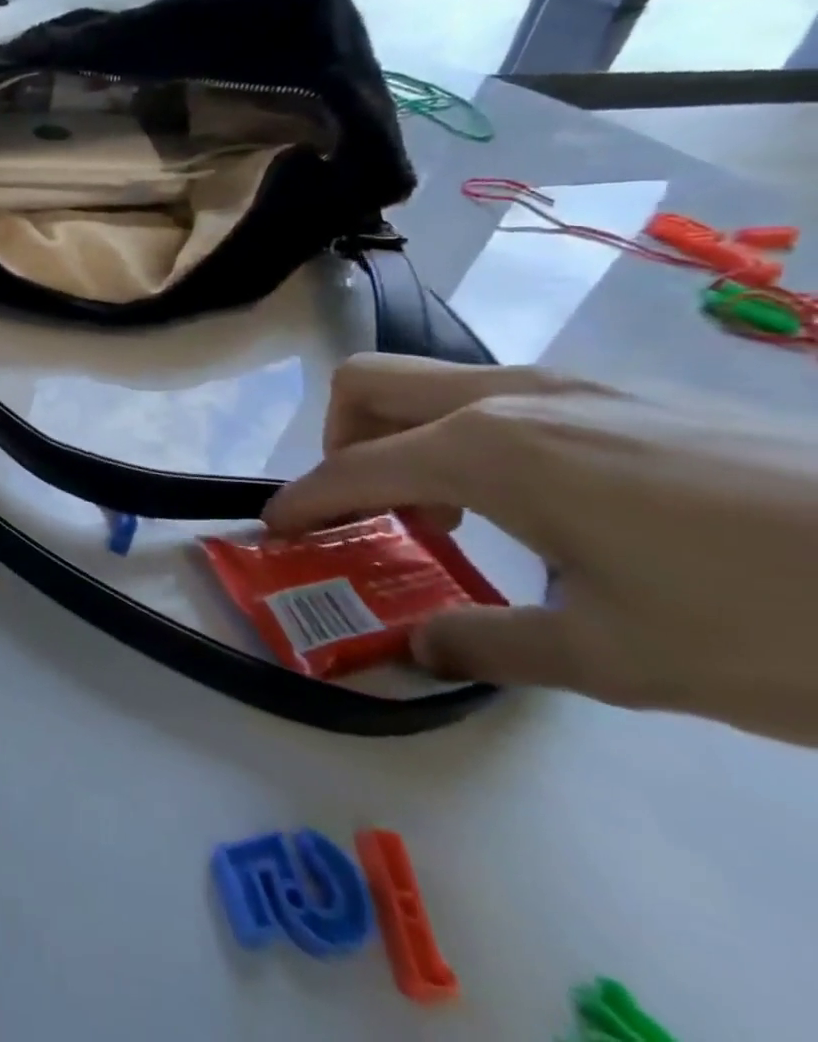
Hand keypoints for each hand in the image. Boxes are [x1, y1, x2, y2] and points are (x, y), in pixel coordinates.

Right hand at [264, 354, 817, 744]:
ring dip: (404, 438)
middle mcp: (512, 395)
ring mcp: (574, 384)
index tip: (275, 529)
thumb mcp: (614, 659)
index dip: (302, 500)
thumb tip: (422, 646)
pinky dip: (469, 437)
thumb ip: (488, 643)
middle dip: (336, 440)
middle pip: (370, 383)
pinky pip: (501, 396)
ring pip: (434, 384)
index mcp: (487, 449)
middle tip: (360, 508)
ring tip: (447, 518)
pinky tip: (534, 504)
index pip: (352, 468)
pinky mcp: (627, 393)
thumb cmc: (773, 622)